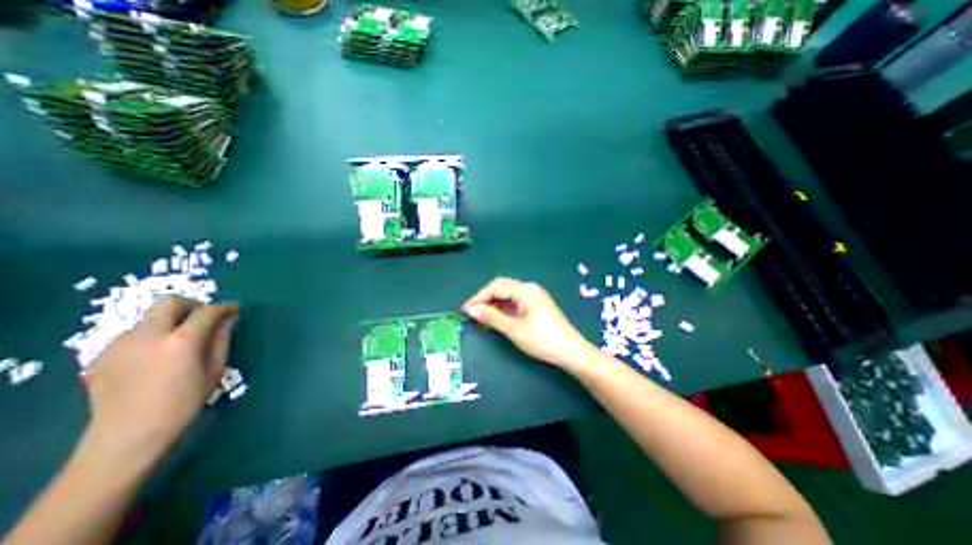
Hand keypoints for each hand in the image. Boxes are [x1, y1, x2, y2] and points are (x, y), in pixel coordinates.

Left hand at [85, 299, 239, 468]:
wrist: (127, 436)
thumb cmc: (183, 403)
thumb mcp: (214, 370)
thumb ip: (221, 340)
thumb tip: (229, 319)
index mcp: (181, 341)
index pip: (207, 311)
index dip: (225, 307)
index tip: (235, 309)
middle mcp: (148, 335)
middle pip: (170, 303)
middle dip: (193, 305)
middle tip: (205, 318)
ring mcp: (120, 344)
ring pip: (150, 317)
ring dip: (170, 320)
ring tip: (180, 339)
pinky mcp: (102, 355)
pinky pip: (133, 334)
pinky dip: (152, 335)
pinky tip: (156, 355)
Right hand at [460, 277, 591, 370]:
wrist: (571, 352)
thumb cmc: (542, 340)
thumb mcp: (514, 329)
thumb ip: (491, 317)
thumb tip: (470, 309)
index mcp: (525, 290)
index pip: (495, 287)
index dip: (478, 297)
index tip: (465, 310)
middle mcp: (529, 288)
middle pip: (501, 287)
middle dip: (485, 299)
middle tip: (472, 314)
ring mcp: (534, 296)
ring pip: (507, 295)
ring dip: (494, 304)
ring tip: (481, 319)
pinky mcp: (536, 305)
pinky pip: (515, 302)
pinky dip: (503, 309)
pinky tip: (496, 319)